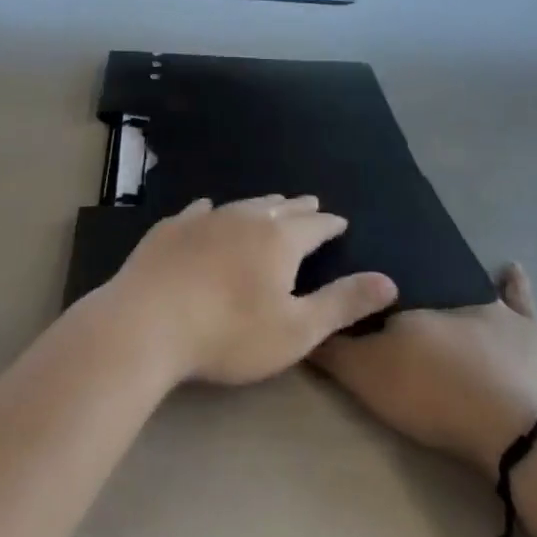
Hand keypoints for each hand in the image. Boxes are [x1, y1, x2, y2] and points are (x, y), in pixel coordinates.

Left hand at [103, 195, 397, 386]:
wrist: (147, 322)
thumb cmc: (229, 333)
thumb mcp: (296, 330)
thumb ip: (342, 303)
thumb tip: (389, 281)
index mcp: (278, 240)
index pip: (313, 226)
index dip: (329, 225)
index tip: (340, 221)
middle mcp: (243, 218)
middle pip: (279, 208)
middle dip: (298, 208)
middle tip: (311, 204)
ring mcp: (203, 219)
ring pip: (241, 204)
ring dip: (261, 204)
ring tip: (272, 203)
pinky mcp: (171, 228)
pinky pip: (200, 210)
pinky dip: (214, 210)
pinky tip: (208, 208)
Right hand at [314, 264, 536, 478]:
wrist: (517, 432)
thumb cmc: (436, 395)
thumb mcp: (369, 377)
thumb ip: (332, 350)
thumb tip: (299, 316)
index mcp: (408, 301)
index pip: (374, 286)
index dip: (359, 286)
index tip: (347, 283)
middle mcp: (444, 292)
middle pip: (417, 281)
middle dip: (402, 279)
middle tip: (387, 281)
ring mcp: (492, 308)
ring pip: (462, 281)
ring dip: (447, 273)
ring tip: (432, 265)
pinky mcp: (529, 331)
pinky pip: (518, 296)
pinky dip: (512, 281)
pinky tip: (509, 267)